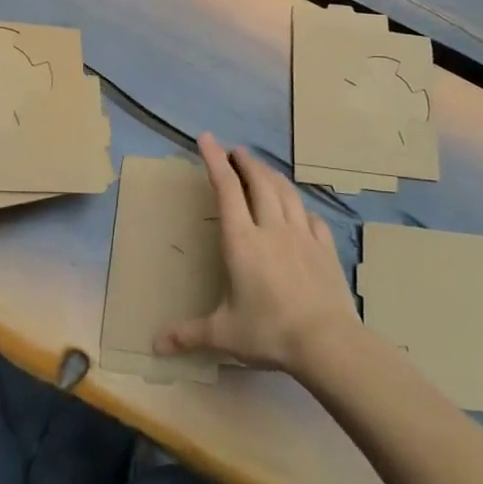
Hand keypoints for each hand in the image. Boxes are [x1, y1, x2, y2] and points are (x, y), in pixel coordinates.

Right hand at [155, 133, 361, 373]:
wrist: (327, 342)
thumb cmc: (269, 332)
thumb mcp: (224, 334)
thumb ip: (190, 334)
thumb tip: (155, 345)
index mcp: (242, 241)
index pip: (226, 189)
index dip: (215, 160)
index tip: (207, 138)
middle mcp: (271, 228)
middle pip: (259, 182)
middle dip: (245, 162)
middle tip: (236, 151)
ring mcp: (302, 236)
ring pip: (286, 193)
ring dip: (272, 176)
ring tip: (263, 169)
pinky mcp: (325, 248)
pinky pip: (312, 217)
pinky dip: (300, 206)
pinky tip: (299, 209)